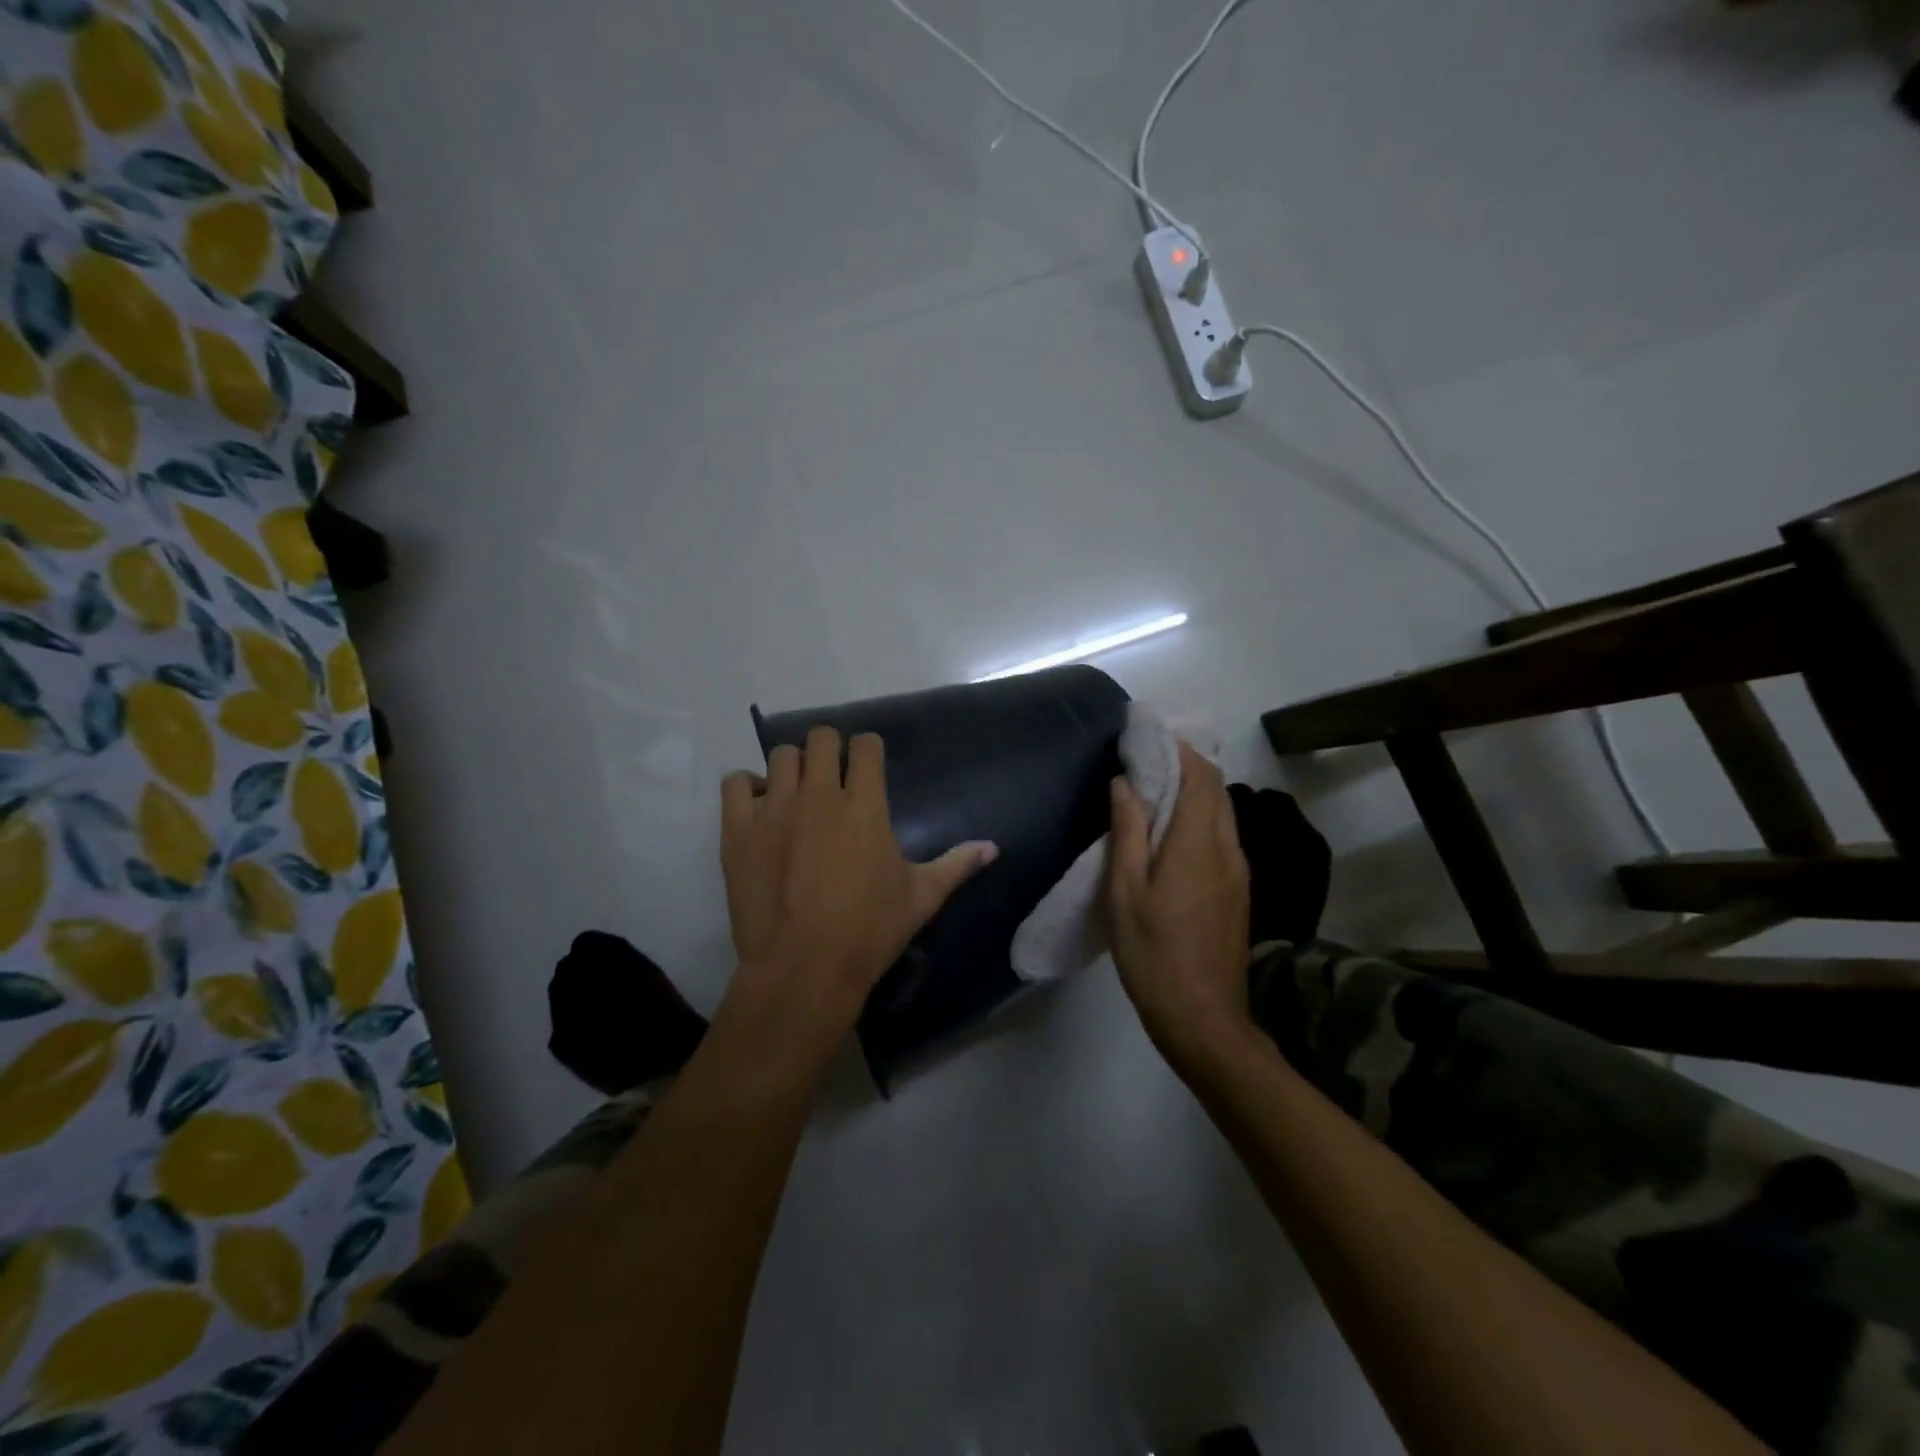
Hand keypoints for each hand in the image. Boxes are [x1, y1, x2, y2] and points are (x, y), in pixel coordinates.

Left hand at [720, 727, 996, 1038]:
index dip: (869, 750)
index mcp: (866, 805)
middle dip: (830, 750)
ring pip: (781, 755)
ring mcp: (775, 809)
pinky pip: (735, 783)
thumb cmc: (869, 932)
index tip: (868, 766)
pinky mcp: (739, 830)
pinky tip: (759, 808)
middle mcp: (820, 794)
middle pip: (821, 738)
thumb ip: (956, 865)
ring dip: (793, 767)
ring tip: (796, 793)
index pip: (866, 745)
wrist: (804, 970)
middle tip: (833, 778)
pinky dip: (747, 787)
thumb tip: (993, 847)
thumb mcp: (921, 898)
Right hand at [1107, 742, 1252, 1071]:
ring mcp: (1238, 870)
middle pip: (1215, 788)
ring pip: (1222, 810)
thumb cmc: (1153, 954)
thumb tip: (1124, 783)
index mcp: (1197, 843)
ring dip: (1193, 789)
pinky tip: (1172, 830)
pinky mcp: (1238, 889)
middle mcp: (1226, 848)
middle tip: (1145, 757)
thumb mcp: (1125, 892)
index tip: (1147, 735)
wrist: (1203, 1018)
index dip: (1177, 748)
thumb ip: (1127, 832)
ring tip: (1154, 787)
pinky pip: (1222, 834)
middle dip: (1185, 763)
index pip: (1198, 775)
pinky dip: (1200, 815)